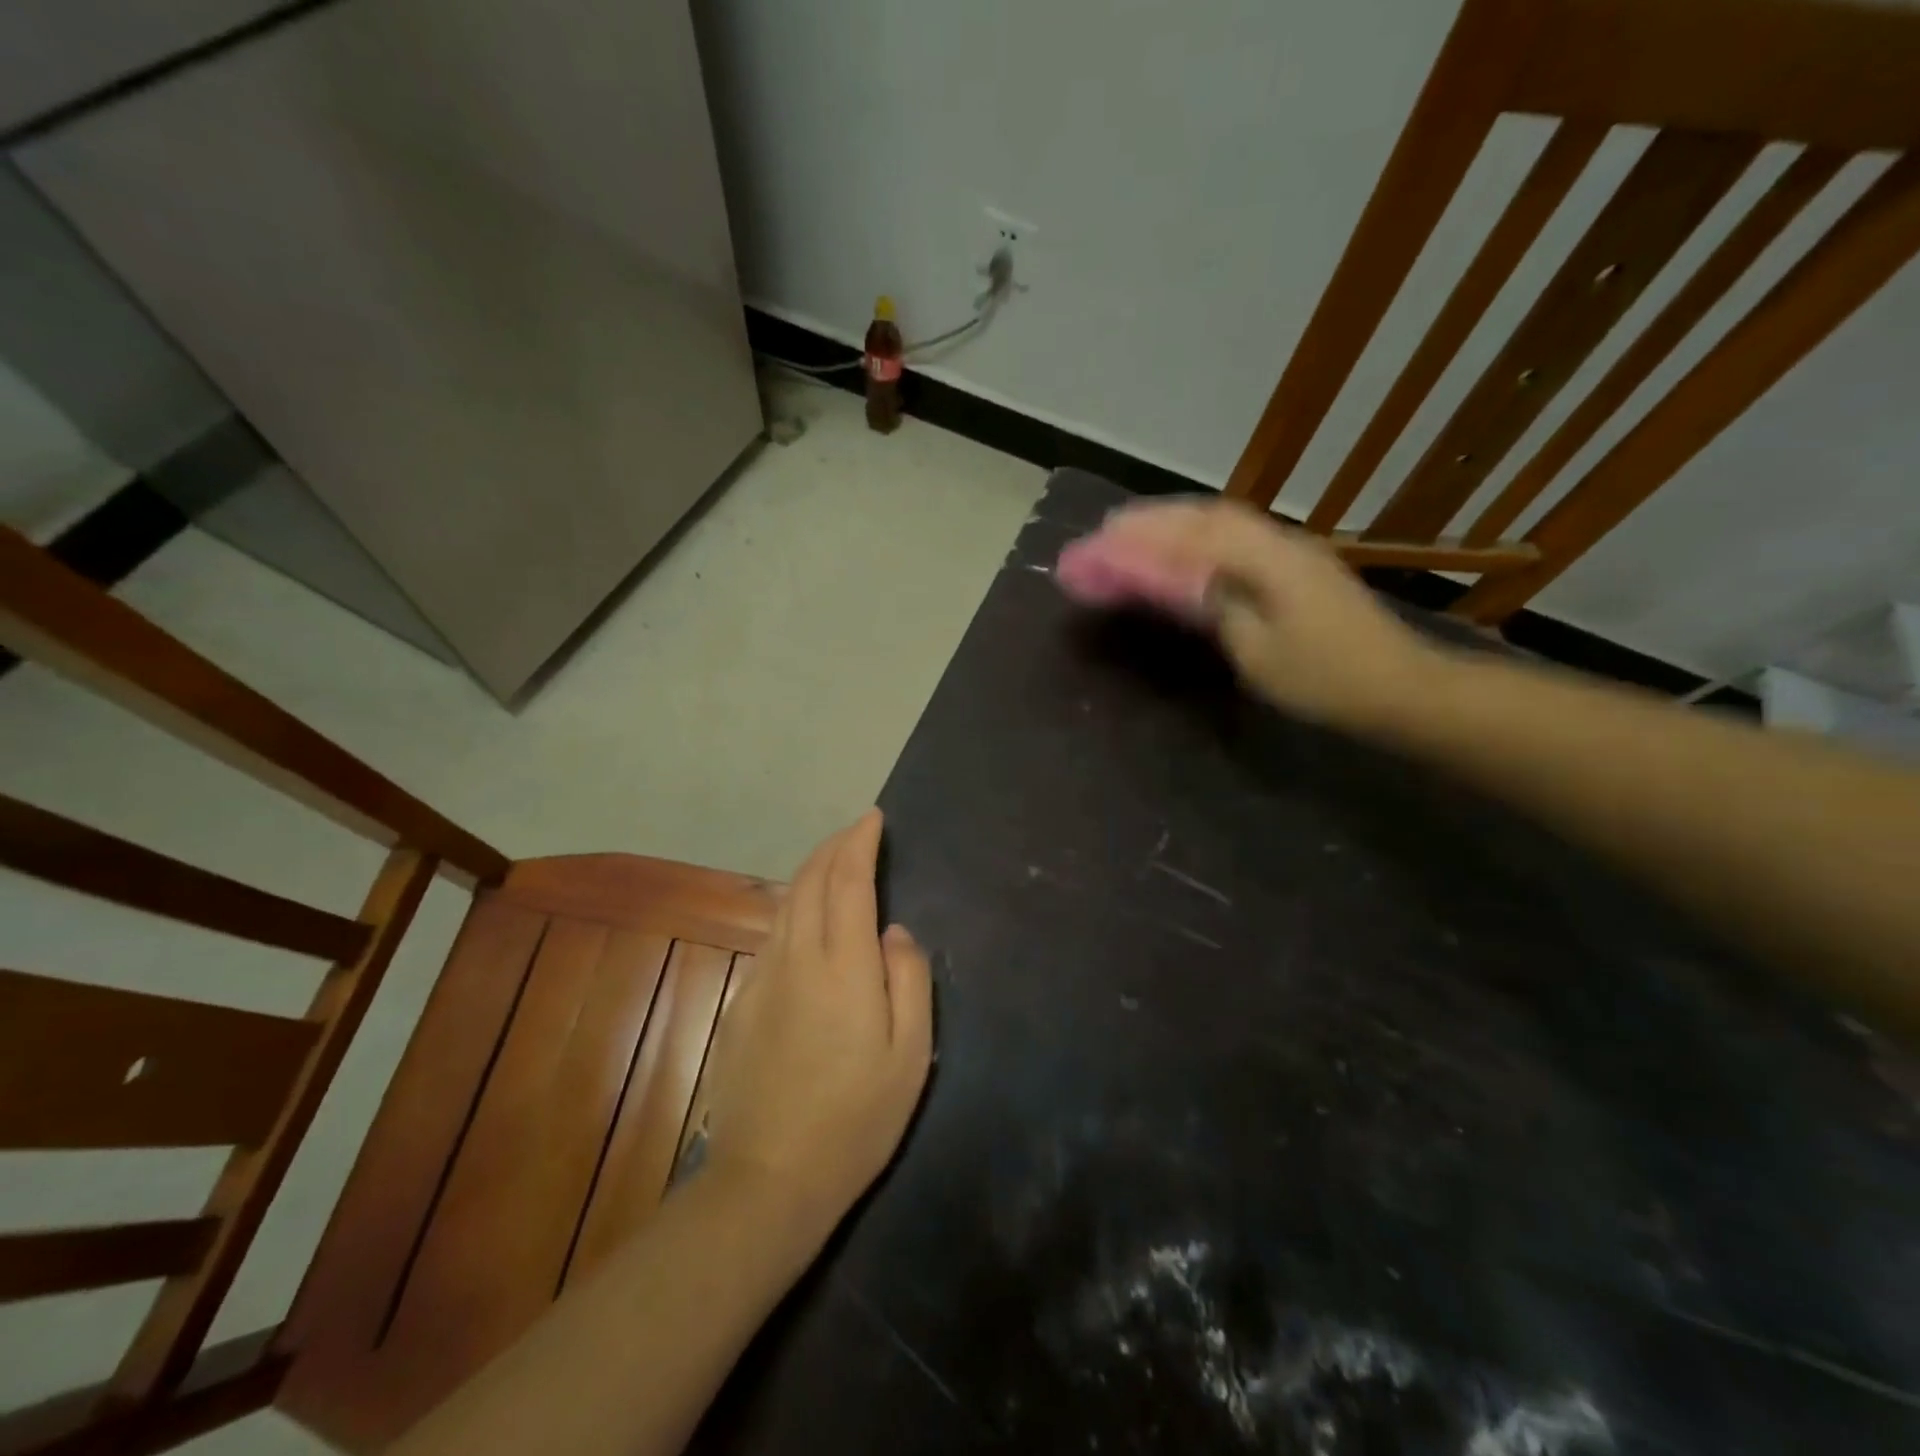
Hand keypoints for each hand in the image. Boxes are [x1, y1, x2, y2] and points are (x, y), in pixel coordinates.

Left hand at [698, 809, 932, 1242]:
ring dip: (812, 872)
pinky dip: (796, 909)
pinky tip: (808, 922)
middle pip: (811, 880)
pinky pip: (773, 936)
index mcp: (842, 965)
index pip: (848, 881)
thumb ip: (908, 981)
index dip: (859, 842)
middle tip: (857, 831)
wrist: (769, 1179)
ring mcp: (762, 979)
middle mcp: (796, 958)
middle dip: (834, 846)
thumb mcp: (910, 1055)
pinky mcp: (742, 1003)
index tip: (872, 818)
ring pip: (787, 904)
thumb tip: (895, 933)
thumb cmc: (856, 1119)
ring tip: (836, 863)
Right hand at [1092, 498, 1441, 728]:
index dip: (1144, 534)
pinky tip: (1186, 548)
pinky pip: (1239, 538)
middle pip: (1208, 516)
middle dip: (1155, 520)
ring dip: (1178, 524)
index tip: (1103, 535)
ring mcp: (1293, 551)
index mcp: (1267, 559)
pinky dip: (1201, 537)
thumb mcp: (1257, 650)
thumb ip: (1214, 605)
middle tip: (1110, 528)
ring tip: (1137, 532)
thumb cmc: (1323, 678)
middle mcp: (1280, 541)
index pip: (1193, 535)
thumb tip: (1175, 578)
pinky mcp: (1299, 567)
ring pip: (1225, 523)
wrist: (1398, 686)